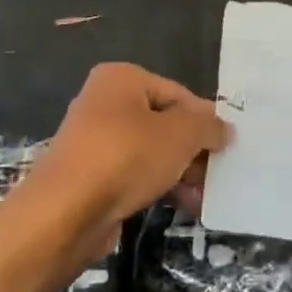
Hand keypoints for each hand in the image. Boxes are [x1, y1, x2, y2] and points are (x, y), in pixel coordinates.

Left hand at [38, 63, 229, 245]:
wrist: (65, 212)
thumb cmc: (126, 156)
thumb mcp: (181, 134)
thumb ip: (208, 127)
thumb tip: (224, 129)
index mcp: (122, 79)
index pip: (178, 93)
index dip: (205, 119)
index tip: (226, 146)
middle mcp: (104, 102)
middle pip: (164, 122)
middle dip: (193, 149)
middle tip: (218, 172)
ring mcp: (94, 141)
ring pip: (150, 151)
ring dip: (180, 171)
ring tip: (205, 195)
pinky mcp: (90, 176)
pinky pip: (134, 174)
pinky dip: (158, 185)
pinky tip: (183, 205)